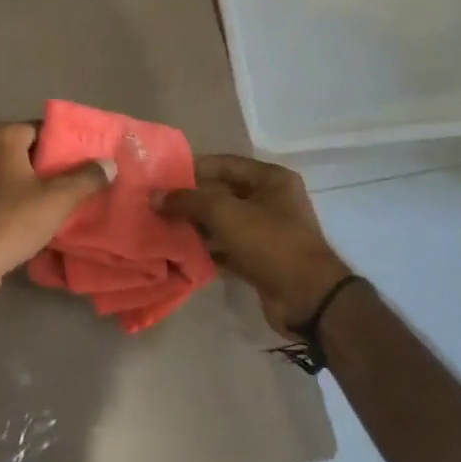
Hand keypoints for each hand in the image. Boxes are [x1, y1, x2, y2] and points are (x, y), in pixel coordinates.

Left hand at [0, 123, 112, 295]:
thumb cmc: (12, 220)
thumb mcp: (58, 199)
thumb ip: (86, 178)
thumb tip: (109, 163)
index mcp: (1, 136)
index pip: (42, 128)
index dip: (66, 145)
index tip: (87, 162)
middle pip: (25, 149)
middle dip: (51, 165)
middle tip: (79, 182)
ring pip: (10, 171)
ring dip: (33, 183)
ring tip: (61, 200)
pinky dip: (14, 196)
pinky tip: (33, 215)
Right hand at [159, 154, 352, 329]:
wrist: (306, 297)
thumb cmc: (269, 242)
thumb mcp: (225, 213)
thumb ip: (188, 201)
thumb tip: (154, 196)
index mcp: (271, 179)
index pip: (224, 164)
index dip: (192, 169)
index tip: (162, 177)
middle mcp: (271, 200)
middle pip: (222, 193)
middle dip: (191, 200)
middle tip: (157, 205)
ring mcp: (267, 231)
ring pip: (223, 222)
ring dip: (196, 226)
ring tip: (162, 228)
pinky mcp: (261, 259)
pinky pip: (227, 247)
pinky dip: (207, 249)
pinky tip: (180, 253)